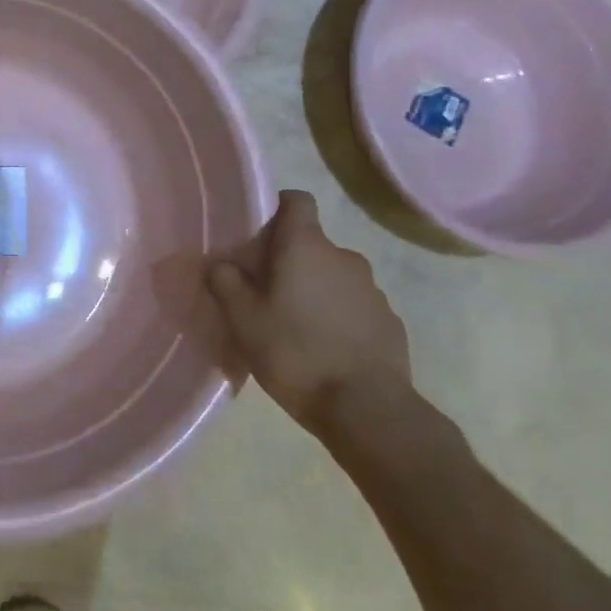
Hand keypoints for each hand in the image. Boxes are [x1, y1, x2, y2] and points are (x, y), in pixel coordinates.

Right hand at [208, 190, 411, 437]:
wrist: (367, 409)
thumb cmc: (295, 353)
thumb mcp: (242, 320)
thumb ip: (225, 283)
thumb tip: (219, 263)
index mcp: (306, 246)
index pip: (297, 200)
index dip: (278, 208)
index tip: (260, 234)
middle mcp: (343, 256)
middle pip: (312, 243)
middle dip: (290, 261)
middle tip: (266, 293)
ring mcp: (372, 289)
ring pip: (334, 276)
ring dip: (315, 290)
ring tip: (296, 326)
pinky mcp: (390, 321)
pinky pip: (355, 306)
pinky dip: (339, 316)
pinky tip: (326, 348)